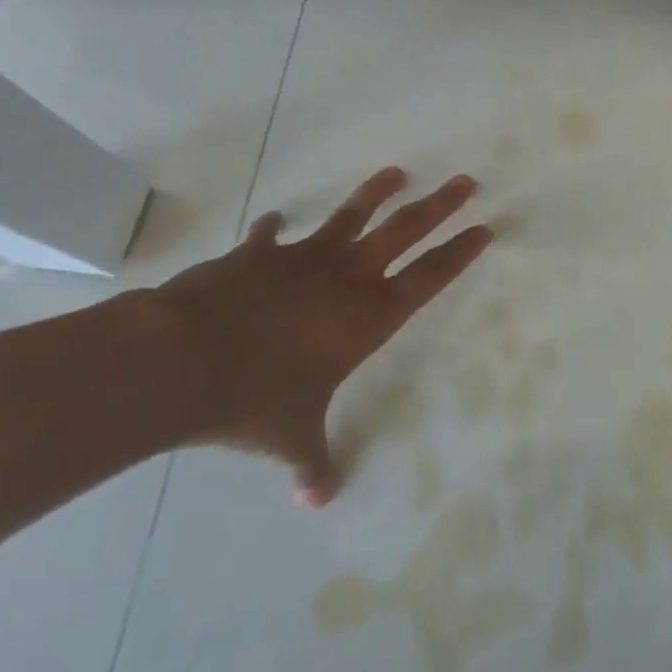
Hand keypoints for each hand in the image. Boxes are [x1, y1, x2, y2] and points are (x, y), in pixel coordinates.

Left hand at [150, 167, 490, 506]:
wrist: (186, 358)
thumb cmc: (256, 399)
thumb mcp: (291, 437)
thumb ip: (311, 463)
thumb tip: (318, 499)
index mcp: (368, 315)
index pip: (429, 277)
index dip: (459, 253)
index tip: (484, 228)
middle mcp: (346, 277)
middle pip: (405, 230)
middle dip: (440, 205)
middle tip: (466, 180)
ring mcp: (304, 258)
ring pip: (351, 216)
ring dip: (375, 193)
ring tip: (397, 172)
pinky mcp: (259, 254)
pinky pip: (271, 235)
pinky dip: (274, 228)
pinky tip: (275, 219)